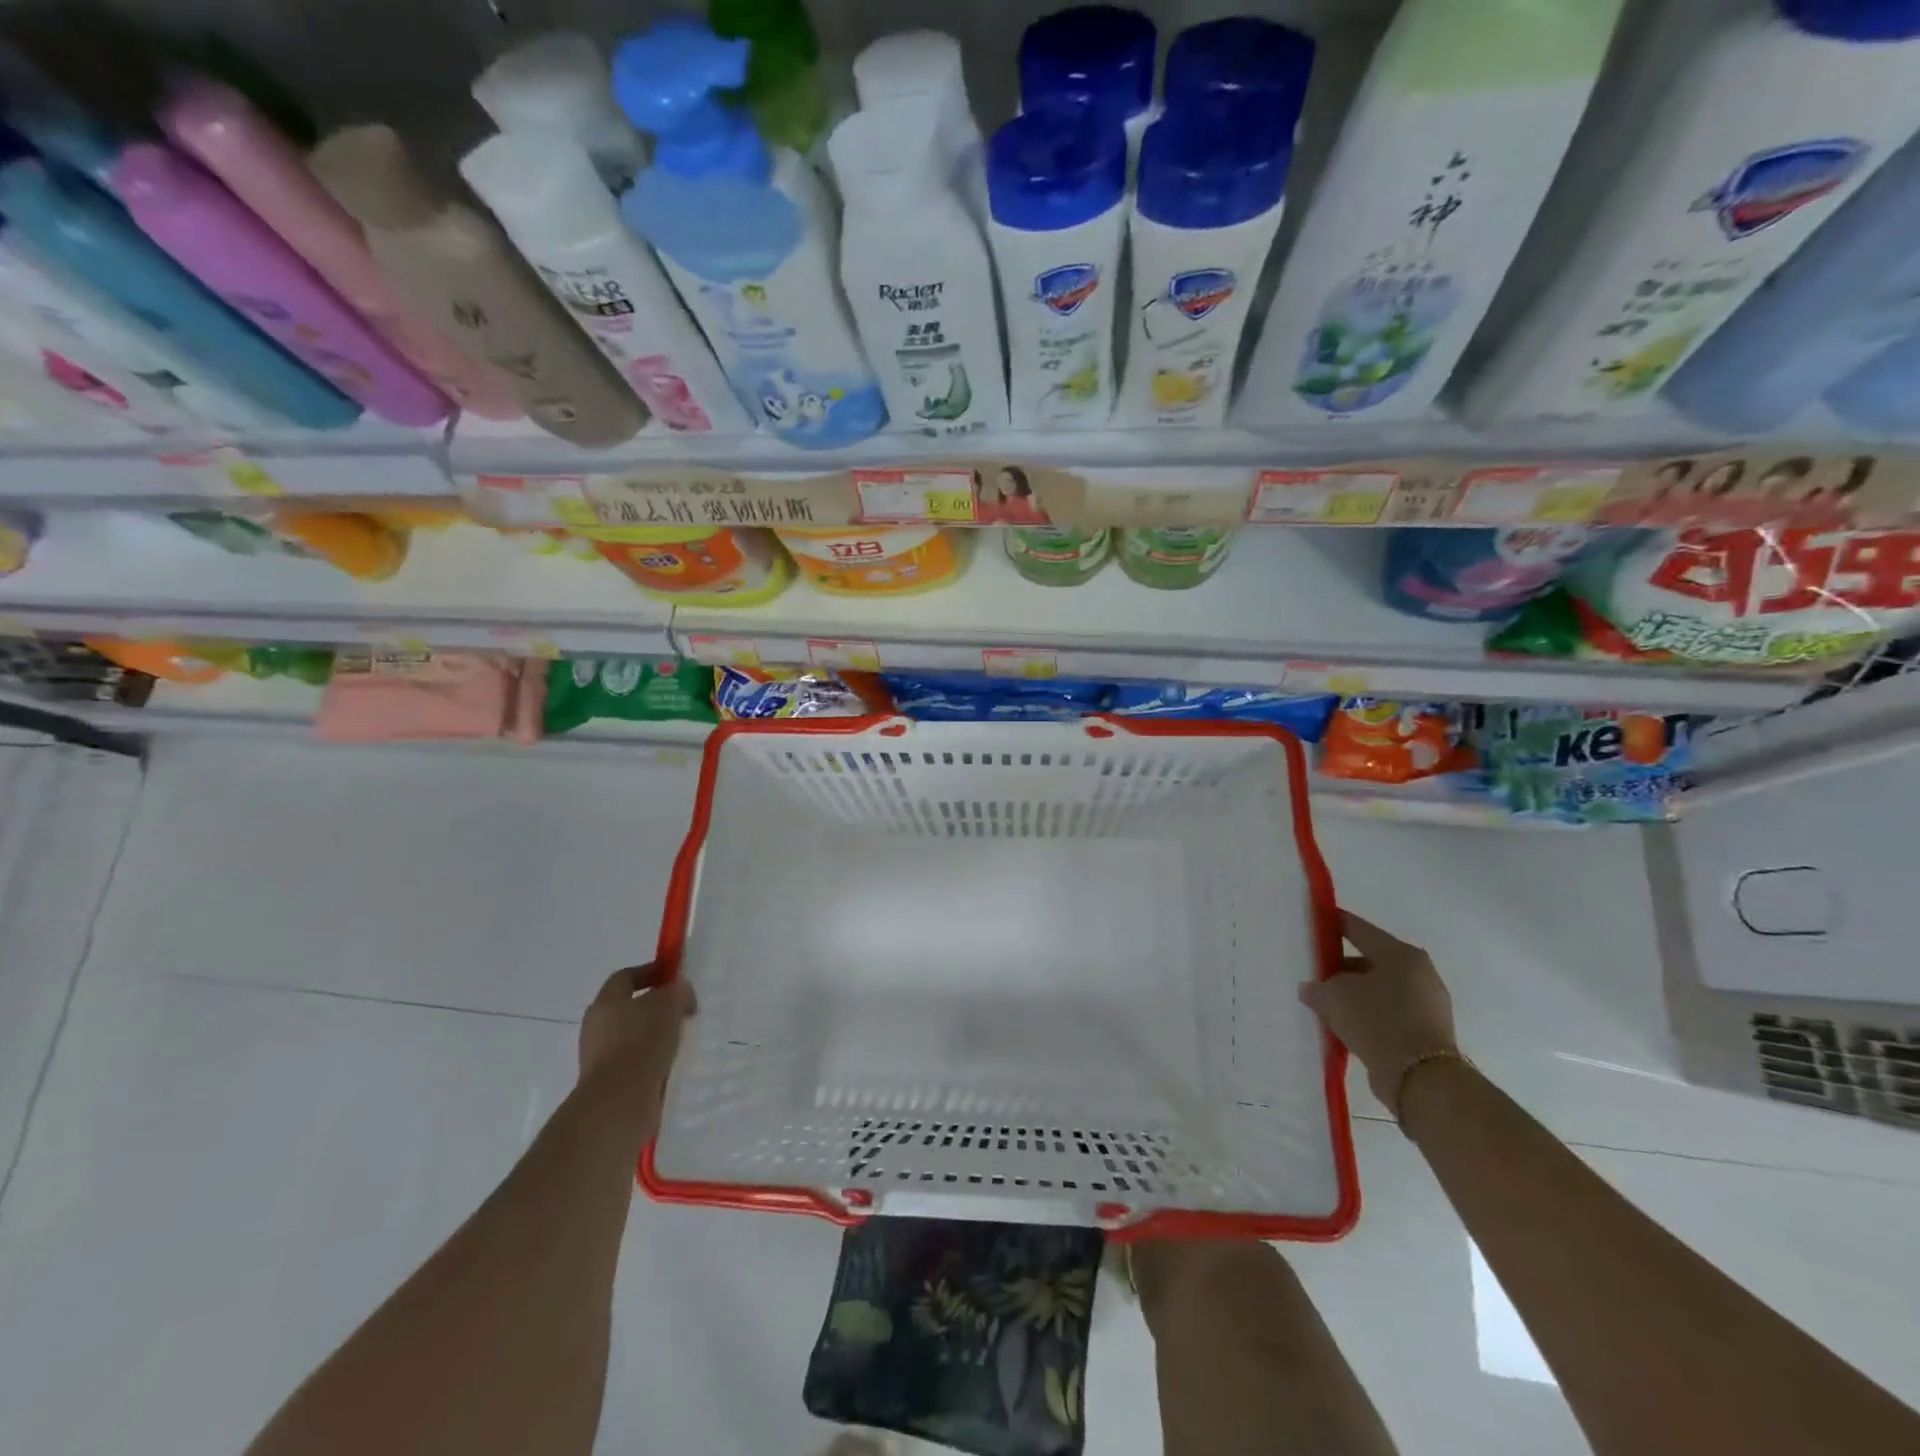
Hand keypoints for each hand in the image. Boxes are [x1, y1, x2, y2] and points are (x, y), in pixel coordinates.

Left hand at [577, 964, 694, 1132]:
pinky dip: (652, 1060)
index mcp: (606, 1001)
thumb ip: (677, 990)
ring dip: (655, 1035)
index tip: (675, 976)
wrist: (619, 1102)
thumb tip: (678, 991)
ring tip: (681, 1040)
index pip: (626, 976)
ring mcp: (599, 1057)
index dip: (651, 971)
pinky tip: (670, 1065)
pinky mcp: (608, 1082)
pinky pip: (634, 1062)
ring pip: (632, 1036)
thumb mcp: (669, 1004)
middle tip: (682, 1010)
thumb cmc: (642, 1042)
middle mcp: (597, 1026)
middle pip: (628, 1006)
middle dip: (656, 1006)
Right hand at [1299, 912, 1458, 1115]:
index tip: (1311, 922)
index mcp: (1400, 954)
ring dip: (1353, 994)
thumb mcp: (1334, 997)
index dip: (1331, 923)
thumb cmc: (1377, 1021)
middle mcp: (1419, 972)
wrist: (1422, 1080)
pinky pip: (1388, 1013)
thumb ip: (1318, 986)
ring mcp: (1427, 1003)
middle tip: (1313, 974)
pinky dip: (1368, 1015)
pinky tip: (1345, 1026)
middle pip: (1369, 960)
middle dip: (1340, 967)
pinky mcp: (1427, 1031)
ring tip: (1325, 1005)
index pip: (1357, 928)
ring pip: (1379, 989)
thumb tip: (1312, 989)